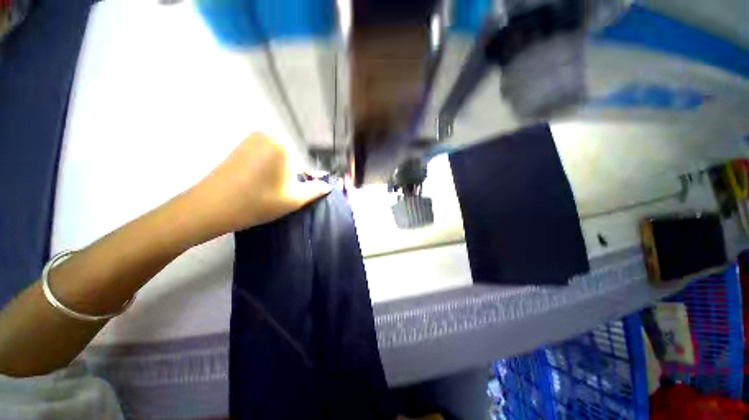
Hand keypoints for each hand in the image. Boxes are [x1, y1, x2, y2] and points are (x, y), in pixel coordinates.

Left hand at [189, 132, 330, 238]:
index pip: (302, 167)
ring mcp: (249, 140)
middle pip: (289, 161)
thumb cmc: (257, 202)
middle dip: (287, 177)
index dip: (298, 183)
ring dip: (275, 175)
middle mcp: (266, 136)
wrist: (210, 207)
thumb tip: (328, 186)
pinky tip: (254, 185)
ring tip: (264, 192)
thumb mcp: (293, 199)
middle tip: (275, 195)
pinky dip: (263, 171)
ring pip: (275, 161)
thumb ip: (315, 190)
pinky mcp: (237, 147)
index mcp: (281, 145)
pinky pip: (261, 159)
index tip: (288, 196)